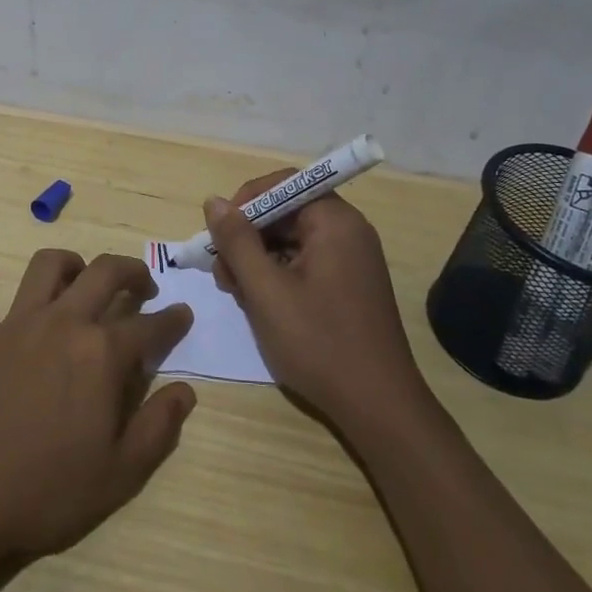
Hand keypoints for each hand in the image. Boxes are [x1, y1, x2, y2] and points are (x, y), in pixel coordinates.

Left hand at [0, 250, 196, 564]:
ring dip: (68, 263)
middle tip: (142, 285)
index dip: (172, 320)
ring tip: (79, 275)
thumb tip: (186, 390)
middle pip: (104, 273)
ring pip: (45, 268)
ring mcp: (16, 325)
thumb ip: (158, 428)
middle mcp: (63, 323)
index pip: (149, 326)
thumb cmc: (45, 491)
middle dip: (131, 271)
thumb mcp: (119, 475)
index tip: (183, 314)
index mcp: (101, 353)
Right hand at [205, 175, 428, 432]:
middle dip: (247, 236)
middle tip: (222, 273)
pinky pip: (305, 262)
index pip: (284, 184)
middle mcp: (348, 231)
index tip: (219, 233)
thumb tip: (213, 202)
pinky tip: (259, 303)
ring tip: (237, 293)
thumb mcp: (266, 290)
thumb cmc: (319, 343)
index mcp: (335, 222)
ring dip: (257, 259)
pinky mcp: (348, 285)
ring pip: (291, 240)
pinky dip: (277, 275)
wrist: (379, 407)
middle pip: (285, 212)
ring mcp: (351, 259)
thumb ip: (237, 241)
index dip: (246, 201)